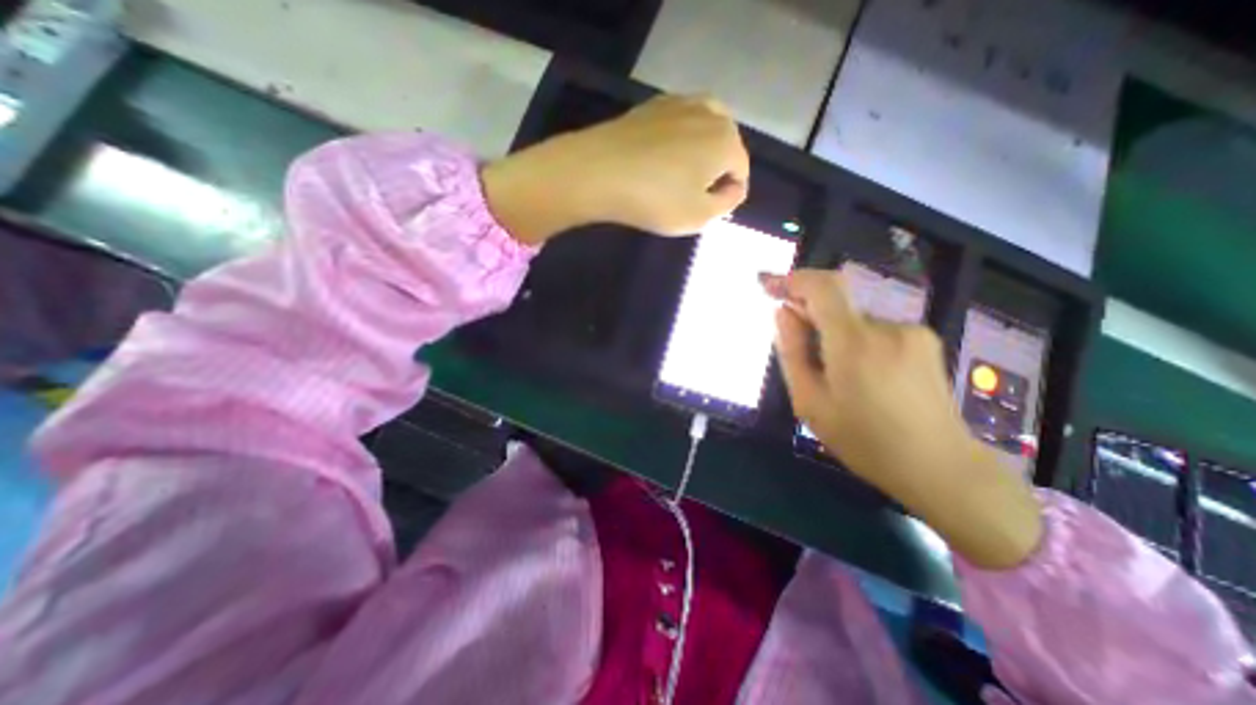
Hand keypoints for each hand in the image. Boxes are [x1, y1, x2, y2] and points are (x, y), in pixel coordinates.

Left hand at [483, 94, 743, 244]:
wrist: (599, 171)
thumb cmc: (655, 199)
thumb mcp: (699, 216)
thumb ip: (727, 203)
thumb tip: (735, 188)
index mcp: (727, 141)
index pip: (740, 172)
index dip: (727, 195)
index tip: (706, 211)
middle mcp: (709, 113)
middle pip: (725, 146)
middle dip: (716, 170)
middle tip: (691, 195)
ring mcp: (679, 103)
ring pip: (703, 130)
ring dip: (698, 152)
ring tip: (678, 177)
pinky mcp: (652, 105)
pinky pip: (678, 123)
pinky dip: (677, 140)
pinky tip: (659, 158)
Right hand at [767, 268, 1041, 569]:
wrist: (939, 467)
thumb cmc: (863, 440)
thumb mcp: (810, 402)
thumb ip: (792, 352)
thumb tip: (782, 314)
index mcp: (854, 342)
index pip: (823, 287)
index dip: (793, 279)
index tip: (770, 286)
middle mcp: (887, 327)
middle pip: (837, 304)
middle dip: (809, 315)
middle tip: (795, 345)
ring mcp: (911, 332)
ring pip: (854, 320)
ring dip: (833, 334)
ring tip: (833, 375)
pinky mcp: (925, 341)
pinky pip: (875, 329)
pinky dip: (855, 341)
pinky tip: (860, 376)